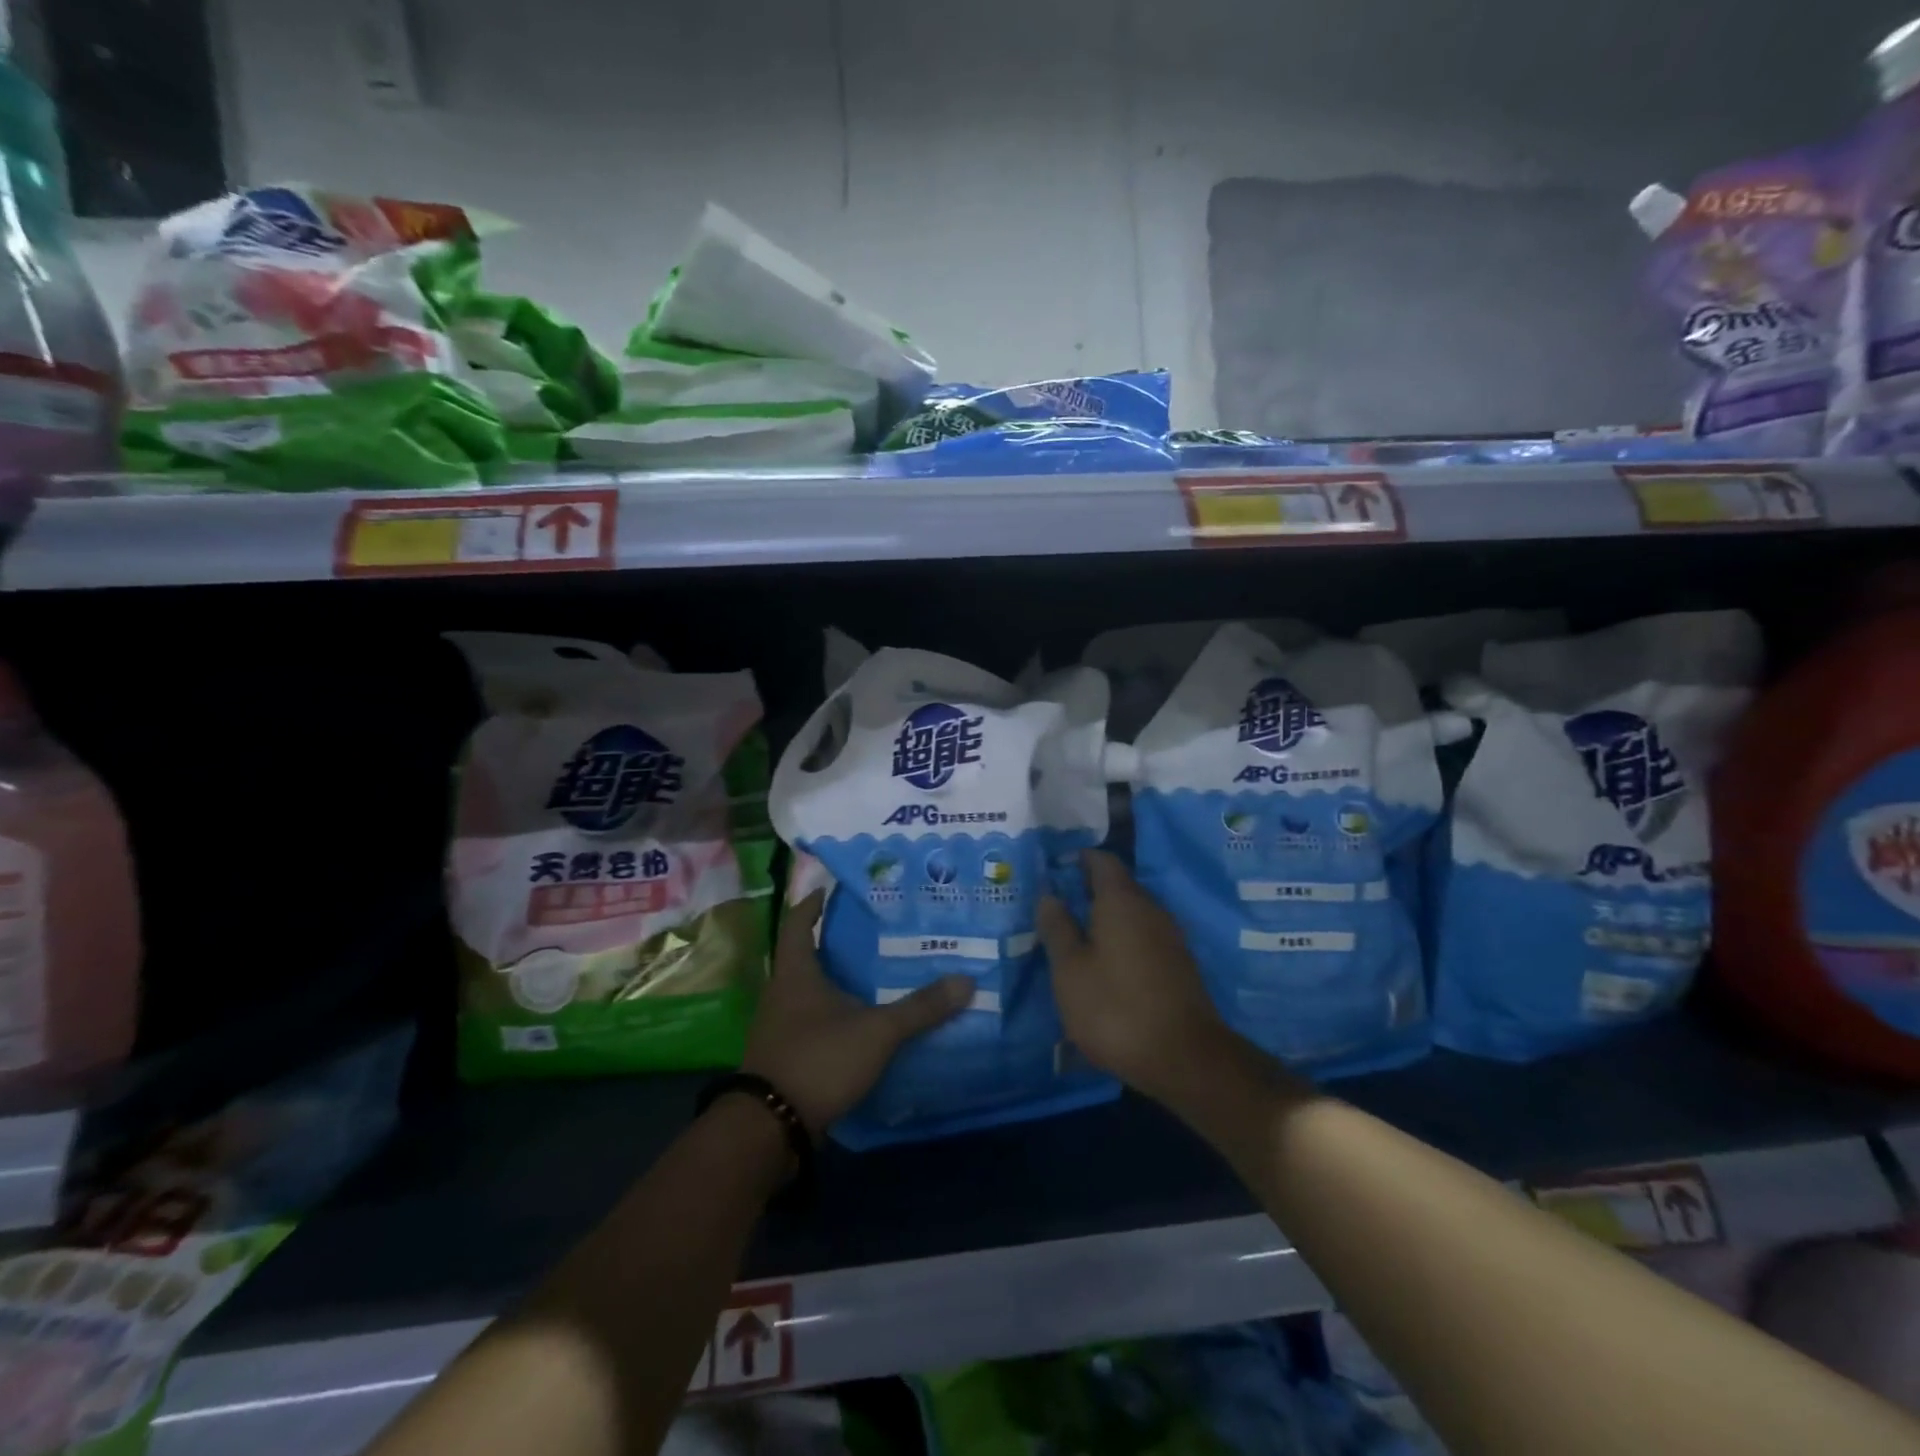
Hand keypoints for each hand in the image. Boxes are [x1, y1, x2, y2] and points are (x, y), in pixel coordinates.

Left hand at [741, 891, 971, 1136]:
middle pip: (805, 955)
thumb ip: (921, 1008)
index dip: (812, 903)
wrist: (770, 1128)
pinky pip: (810, 1020)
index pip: (797, 921)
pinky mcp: (784, 1055)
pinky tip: (860, 1020)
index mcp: (796, 972)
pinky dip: (833, 1013)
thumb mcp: (877, 1032)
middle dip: (835, 942)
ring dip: (835, 980)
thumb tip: (967, 980)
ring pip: (809, 990)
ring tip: (874, 973)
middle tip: (873, 931)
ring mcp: (779, 1025)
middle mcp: (781, 992)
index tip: (832, 889)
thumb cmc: (818, 1059)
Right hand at [1037, 850, 1234, 1107]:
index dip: (1079, 858)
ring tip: (1078, 935)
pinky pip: (1145, 938)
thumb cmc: (1115, 1008)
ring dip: (1107, 919)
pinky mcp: (1180, 966)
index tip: (1056, 866)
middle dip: (1090, 890)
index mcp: (1121, 901)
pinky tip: (1107, 964)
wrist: (1184, 1058)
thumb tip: (1048, 895)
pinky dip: (1123, 941)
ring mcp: (1171, 938)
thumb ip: (1057, 929)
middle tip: (1058, 904)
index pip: (1102, 861)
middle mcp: (1151, 909)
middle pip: (1119, 886)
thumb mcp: (1070, 970)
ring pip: (1133, 914)